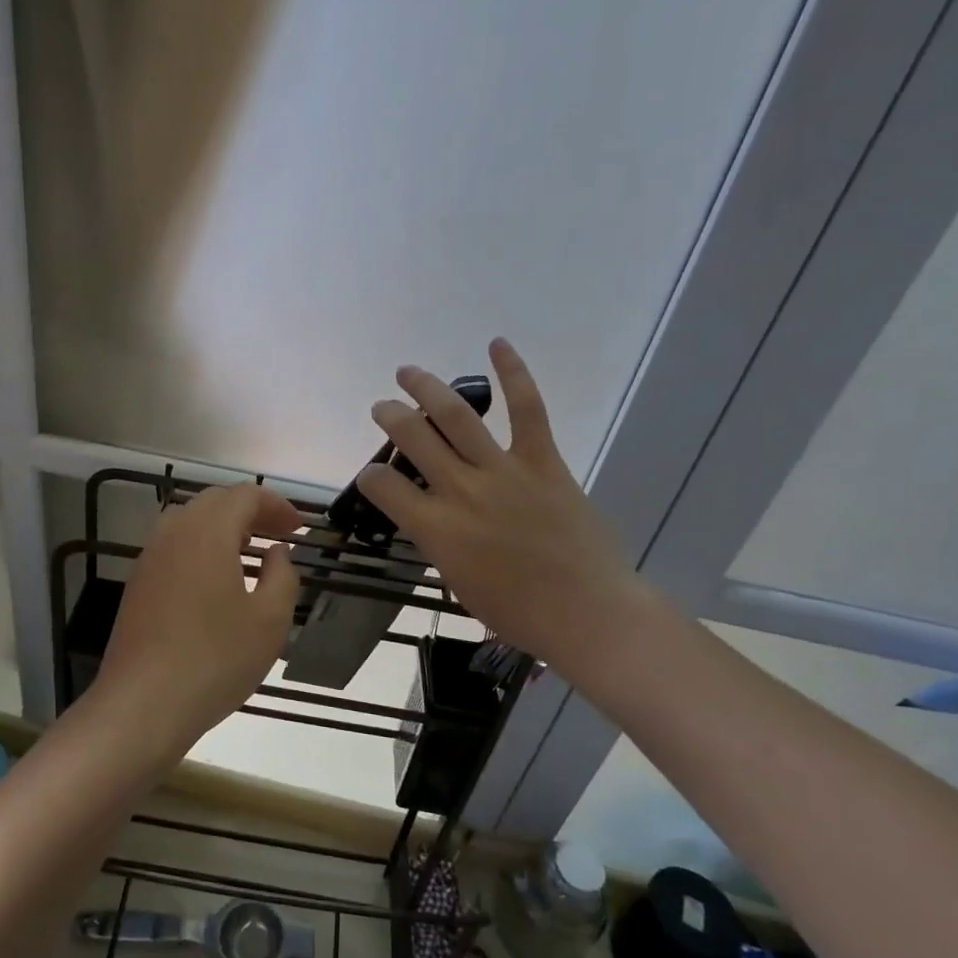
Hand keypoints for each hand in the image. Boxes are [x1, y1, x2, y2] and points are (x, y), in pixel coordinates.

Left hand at [91, 482, 303, 760]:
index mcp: (208, 532)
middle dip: (250, 511)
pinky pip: (174, 546)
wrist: (142, 705)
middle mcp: (174, 533)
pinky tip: (216, 581)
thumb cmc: (215, 660)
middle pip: (215, 501)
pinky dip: (201, 546)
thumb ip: (282, 576)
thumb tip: (276, 552)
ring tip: (249, 554)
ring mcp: (150, 557)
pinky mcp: (138, 583)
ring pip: (190, 521)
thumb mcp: (269, 621)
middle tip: (278, 536)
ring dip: (223, 527)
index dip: (276, 505)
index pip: (245, 495)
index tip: (299, 528)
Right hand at [357, 339, 647, 673]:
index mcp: (436, 529)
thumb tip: (431, 516)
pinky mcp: (542, 462)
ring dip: (426, 388)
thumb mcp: (457, 581)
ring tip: (408, 372)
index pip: (382, 487)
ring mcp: (503, 472)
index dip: (369, 477)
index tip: (374, 477)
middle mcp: (461, 491)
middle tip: (382, 408)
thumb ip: (437, 541)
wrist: (587, 613)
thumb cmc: (517, 611)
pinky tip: (497, 344)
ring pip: (456, 416)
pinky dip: (513, 374)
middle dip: (390, 417)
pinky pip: (527, 410)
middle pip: (412, 438)